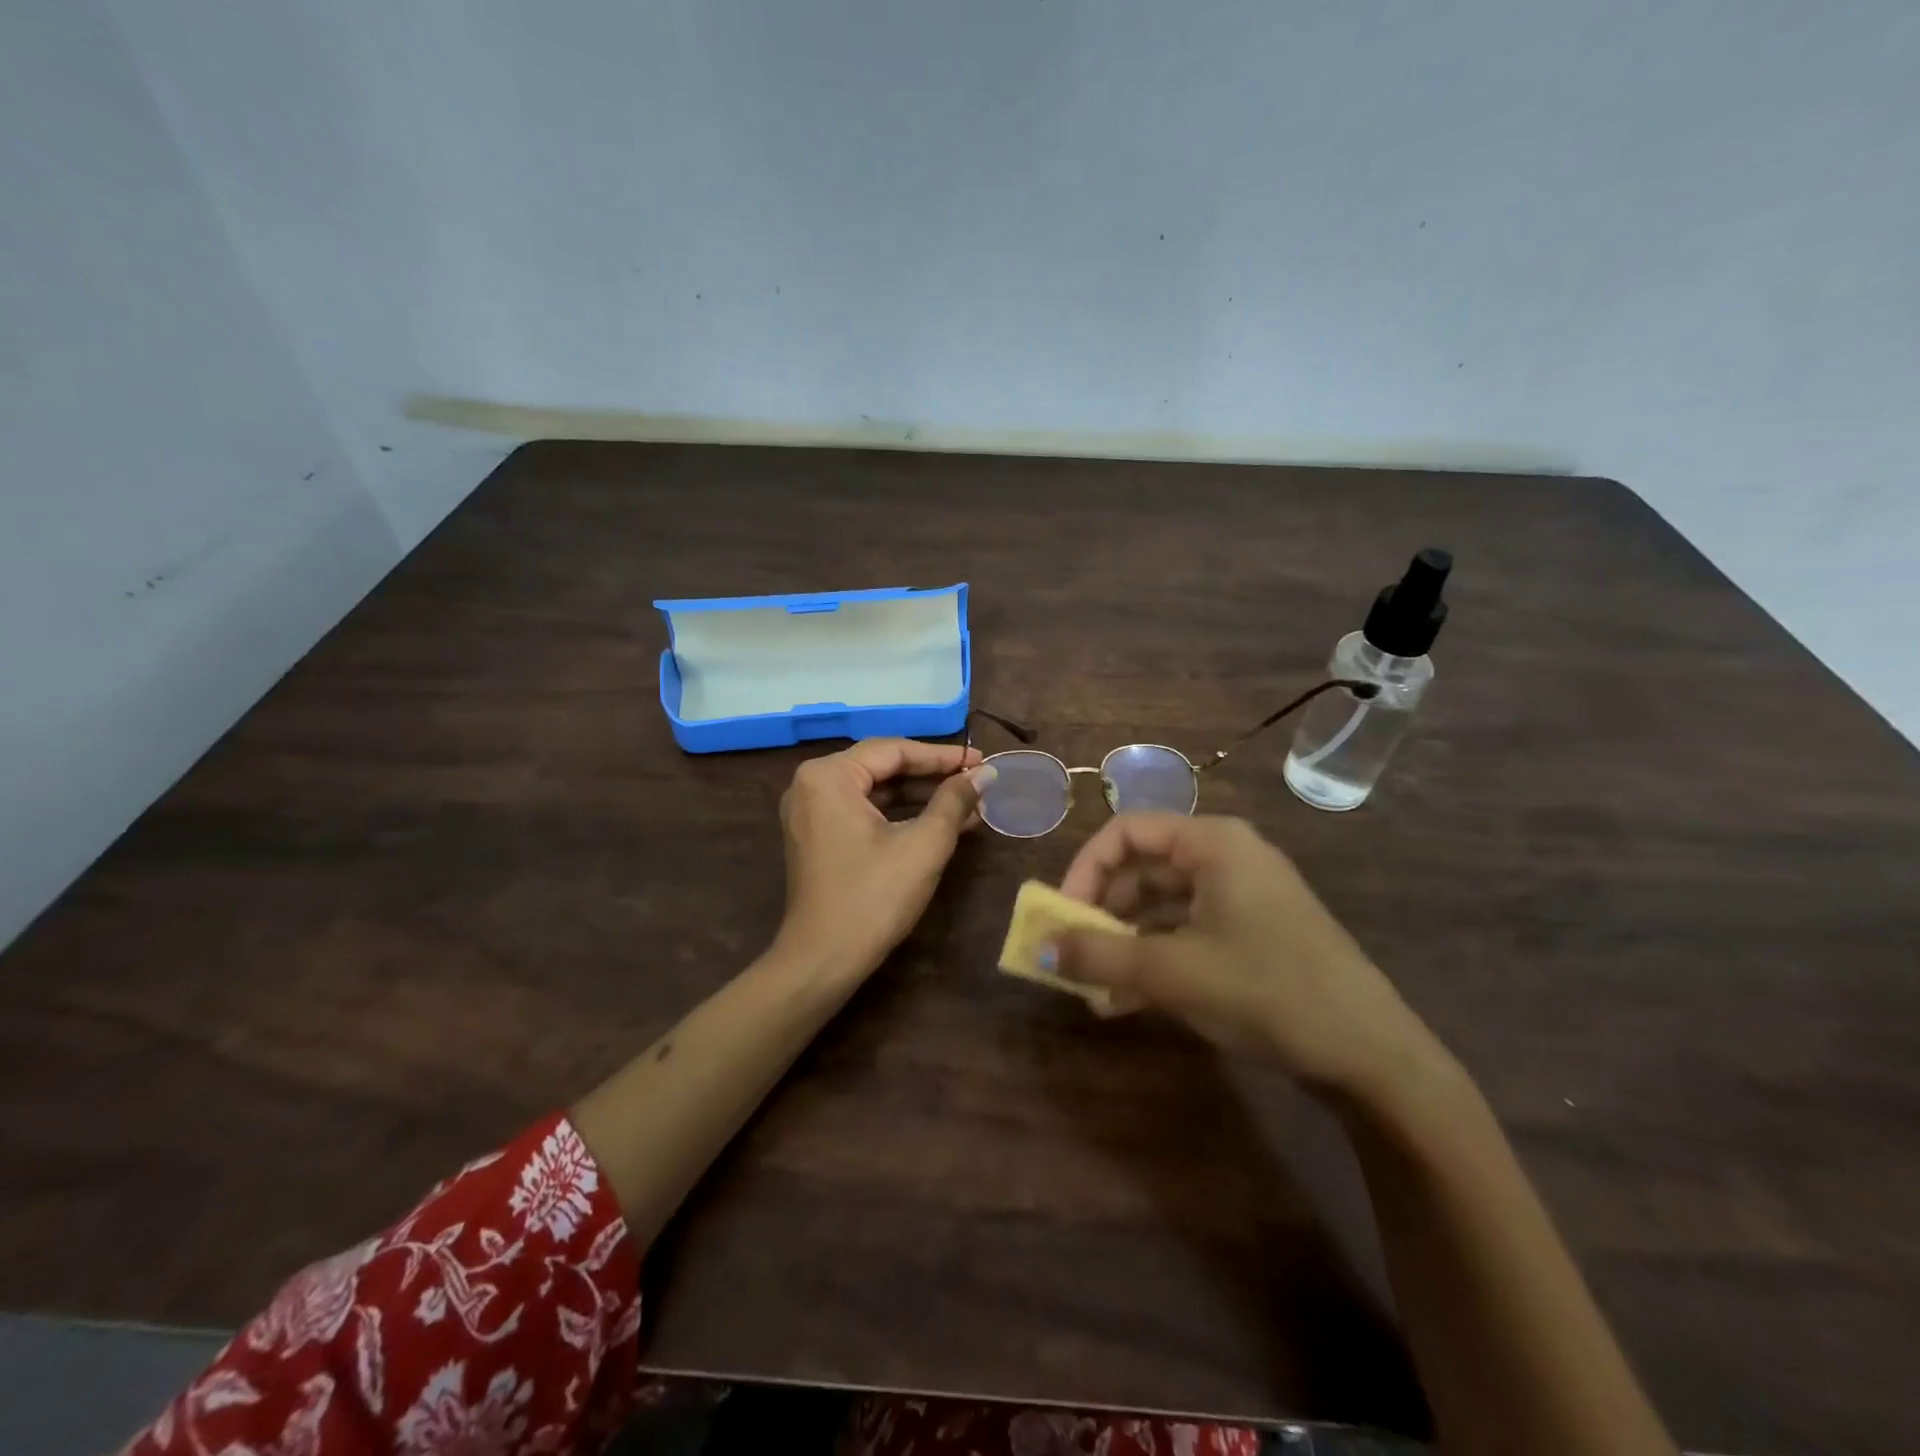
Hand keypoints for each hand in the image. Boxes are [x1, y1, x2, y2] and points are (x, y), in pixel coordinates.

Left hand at [773, 738, 995, 981]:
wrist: (823, 961)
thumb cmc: (874, 897)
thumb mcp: (924, 845)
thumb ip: (955, 801)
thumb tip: (985, 774)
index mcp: (828, 776)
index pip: (894, 750)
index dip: (942, 756)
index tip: (982, 761)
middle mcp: (811, 784)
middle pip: (882, 767)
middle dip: (932, 776)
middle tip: (977, 780)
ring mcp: (810, 812)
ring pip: (875, 791)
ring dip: (920, 797)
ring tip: (968, 803)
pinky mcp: (817, 837)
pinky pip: (863, 812)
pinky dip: (899, 816)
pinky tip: (939, 823)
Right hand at [1053, 814, 1439, 1092]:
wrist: (1371, 1055)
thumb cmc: (1266, 989)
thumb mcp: (1171, 972)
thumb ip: (1100, 956)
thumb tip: (1041, 949)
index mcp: (1212, 844)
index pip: (1127, 831)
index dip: (1085, 867)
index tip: (1062, 914)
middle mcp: (1225, 858)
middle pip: (1143, 868)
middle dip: (1101, 912)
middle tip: (1073, 953)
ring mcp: (1241, 897)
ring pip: (1162, 906)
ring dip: (1123, 943)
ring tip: (1093, 988)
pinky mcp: (1251, 934)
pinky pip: (1186, 933)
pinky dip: (1154, 959)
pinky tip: (1125, 1003)